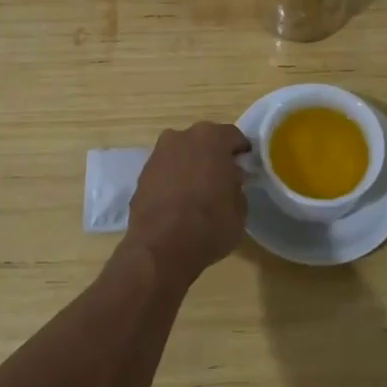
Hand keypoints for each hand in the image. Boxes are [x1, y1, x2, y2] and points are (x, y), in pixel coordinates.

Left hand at [123, 122, 250, 285]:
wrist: (159, 250)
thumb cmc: (209, 226)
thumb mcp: (240, 210)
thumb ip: (236, 186)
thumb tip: (230, 179)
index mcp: (212, 139)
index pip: (234, 137)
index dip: (241, 152)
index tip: (244, 169)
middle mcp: (183, 137)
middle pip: (205, 141)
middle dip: (214, 156)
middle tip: (222, 179)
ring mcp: (159, 153)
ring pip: (183, 153)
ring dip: (191, 165)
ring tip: (197, 191)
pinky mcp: (142, 173)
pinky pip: (166, 169)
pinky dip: (174, 178)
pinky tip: (178, 200)